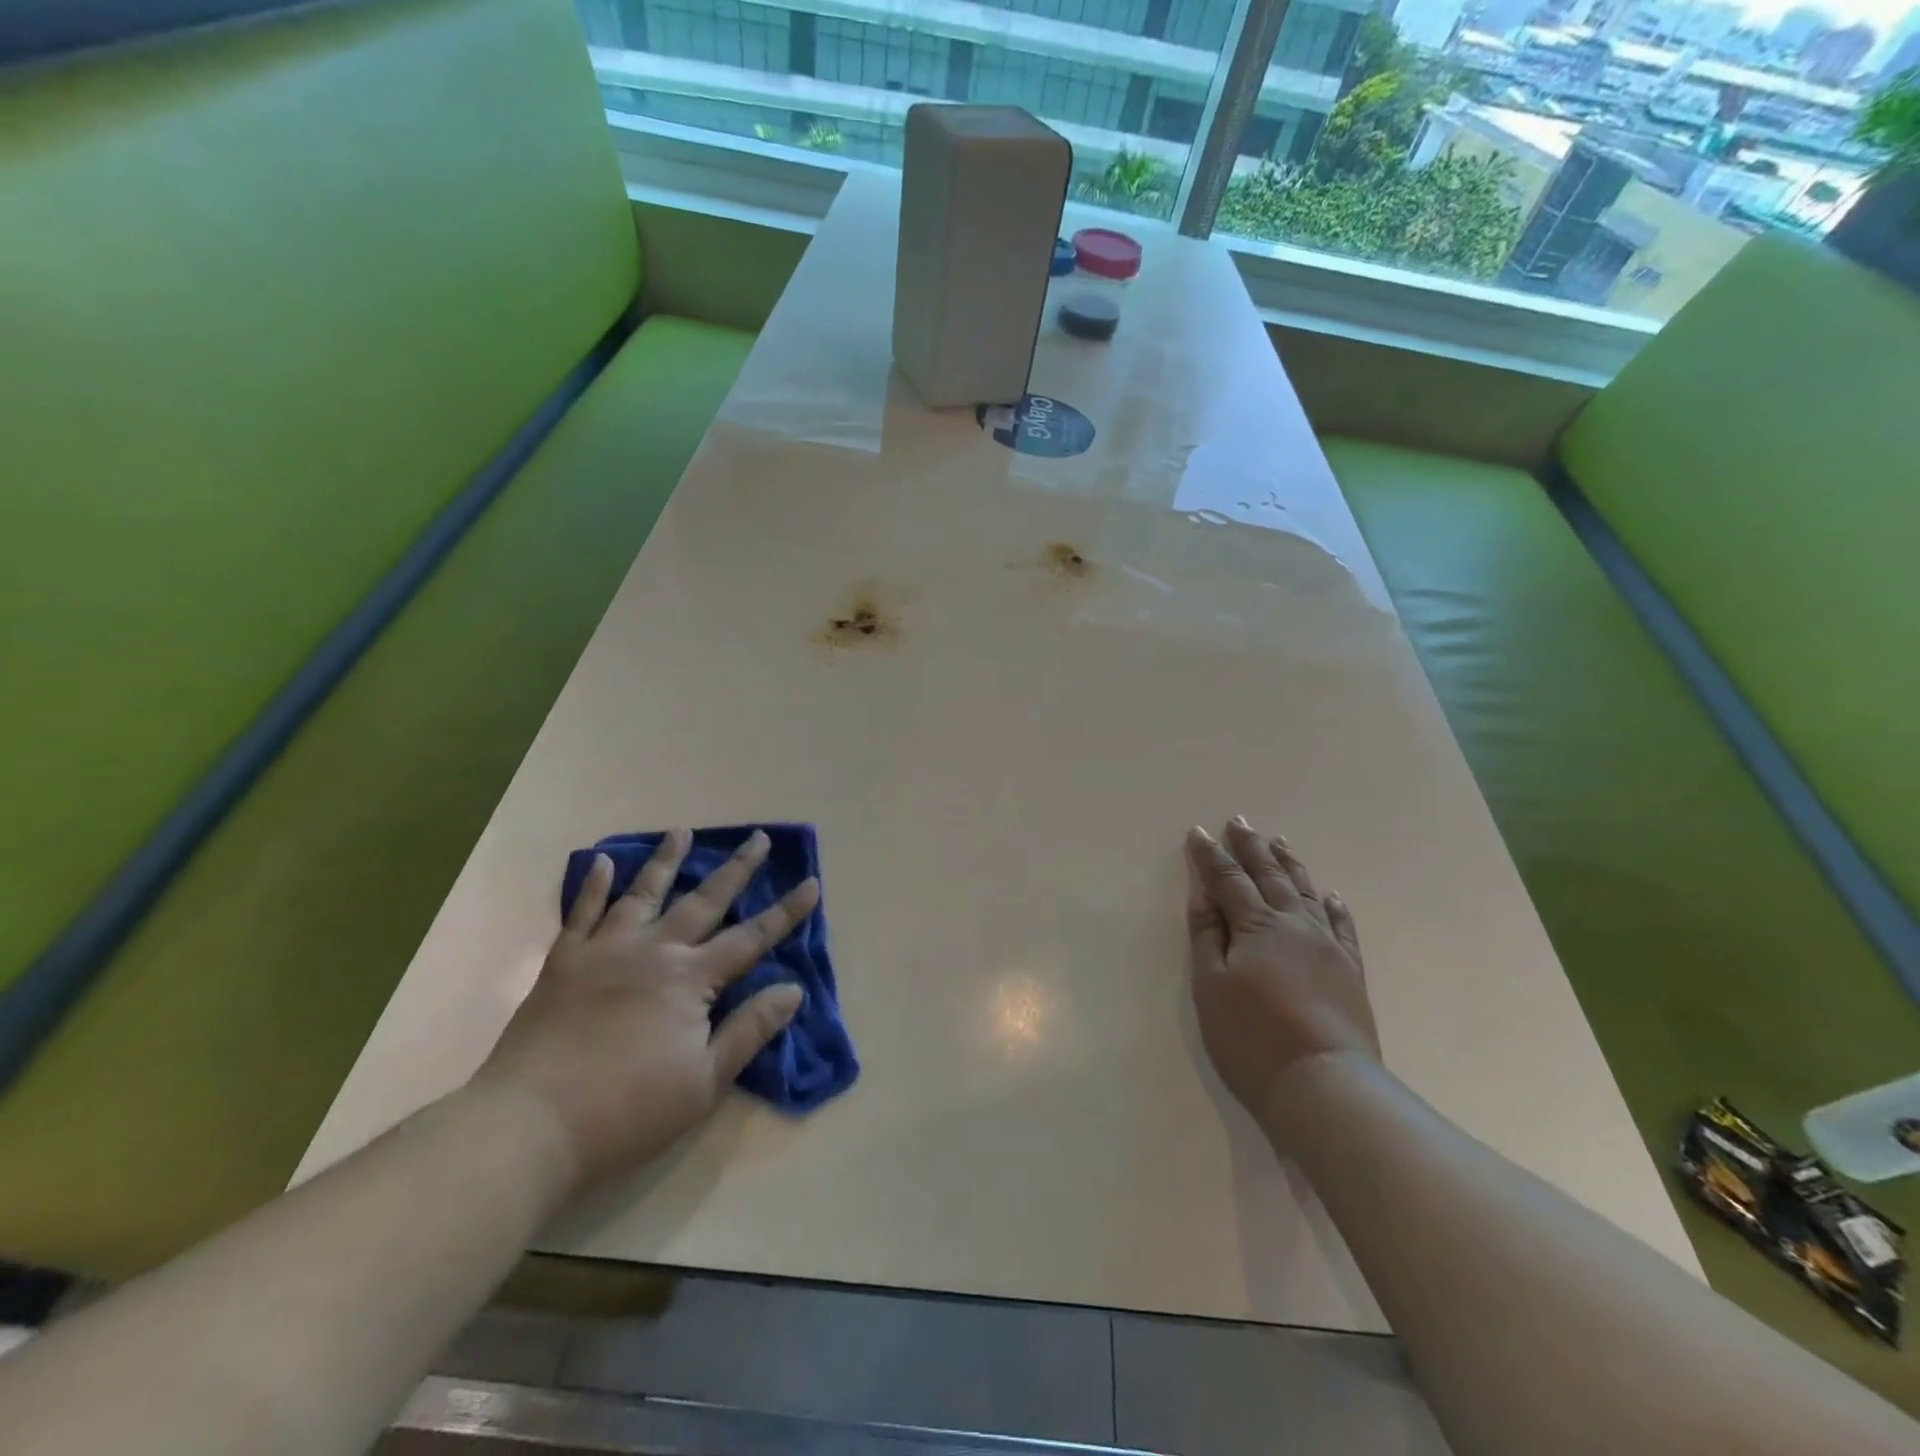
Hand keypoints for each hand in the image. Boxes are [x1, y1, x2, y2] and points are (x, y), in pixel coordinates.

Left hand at [474, 829, 817, 1190]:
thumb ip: (750, 1029)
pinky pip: (581, 914)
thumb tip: (793, 989)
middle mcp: (654, 951)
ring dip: (666, 860)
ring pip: (643, 893)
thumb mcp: (705, 1081)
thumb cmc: (627, 1111)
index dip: (785, 913)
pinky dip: (593, 886)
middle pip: (705, 901)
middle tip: (758, 838)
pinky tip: (603, 862)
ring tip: (681, 830)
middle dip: (737, 869)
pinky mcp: (564, 963)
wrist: (529, 1127)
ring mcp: (605, 951)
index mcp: (691, 979)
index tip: (812, 883)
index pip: (751, 938)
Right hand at [1185, 818, 1377, 1128]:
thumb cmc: (1252, 1037)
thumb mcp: (1211, 987)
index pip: (1228, 880)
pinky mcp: (1350, 970)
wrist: (1323, 1084)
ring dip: (1289, 865)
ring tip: (1279, 842)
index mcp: (1255, 926)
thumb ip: (1207, 936)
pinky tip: (1330, 895)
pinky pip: (1342, 927)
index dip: (1211, 855)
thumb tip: (1204, 895)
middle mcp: (1293, 925)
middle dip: (1251, 847)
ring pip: (1305, 893)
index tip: (1198, 832)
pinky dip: (1333, 906)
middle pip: (1268, 876)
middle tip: (1240, 821)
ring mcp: (1327, 946)